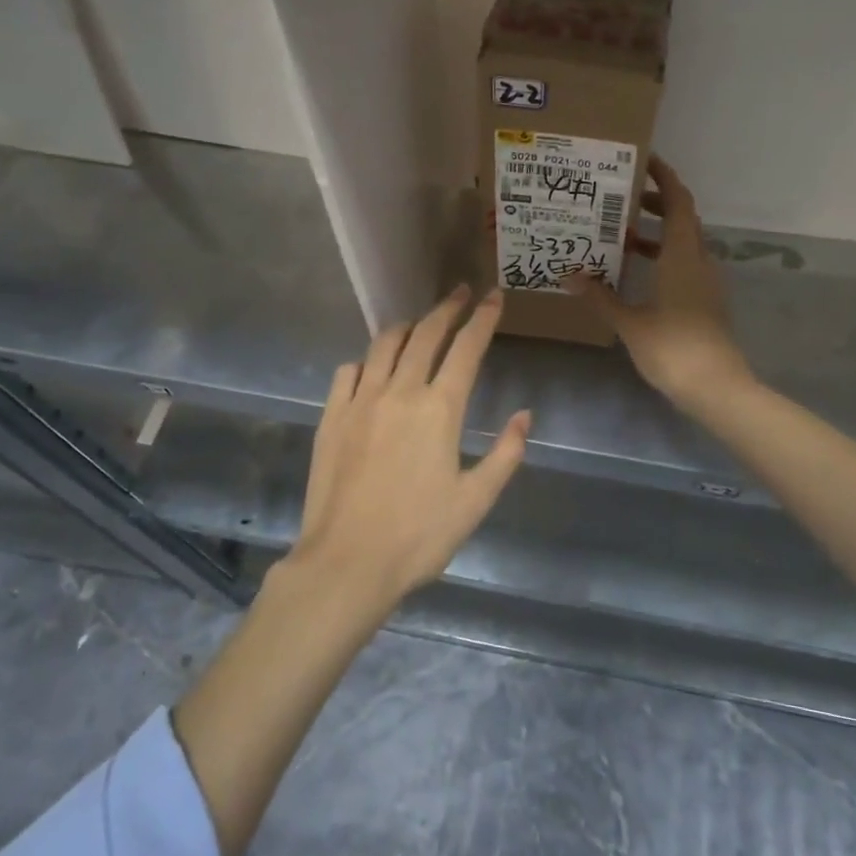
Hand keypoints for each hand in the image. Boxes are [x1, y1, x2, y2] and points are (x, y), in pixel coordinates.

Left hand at [284, 286, 531, 612]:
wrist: (347, 562)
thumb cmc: (419, 536)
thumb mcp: (475, 500)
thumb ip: (505, 454)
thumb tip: (524, 415)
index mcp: (439, 409)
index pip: (466, 348)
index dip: (483, 318)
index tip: (493, 296)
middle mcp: (399, 391)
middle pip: (426, 334)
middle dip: (447, 308)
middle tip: (461, 293)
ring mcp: (360, 400)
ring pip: (384, 345)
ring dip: (406, 327)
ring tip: (418, 323)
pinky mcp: (331, 416)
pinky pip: (348, 371)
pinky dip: (366, 361)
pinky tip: (371, 369)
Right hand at [569, 156, 752, 411]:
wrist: (716, 387)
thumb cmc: (672, 347)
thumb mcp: (629, 321)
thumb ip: (600, 296)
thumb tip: (569, 275)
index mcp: (683, 255)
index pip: (678, 201)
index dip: (664, 177)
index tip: (643, 160)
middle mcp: (699, 260)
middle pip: (683, 218)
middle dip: (656, 203)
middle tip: (621, 198)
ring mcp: (706, 281)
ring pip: (684, 243)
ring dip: (658, 233)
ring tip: (623, 234)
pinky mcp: (706, 300)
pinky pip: (684, 264)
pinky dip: (664, 256)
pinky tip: (638, 272)